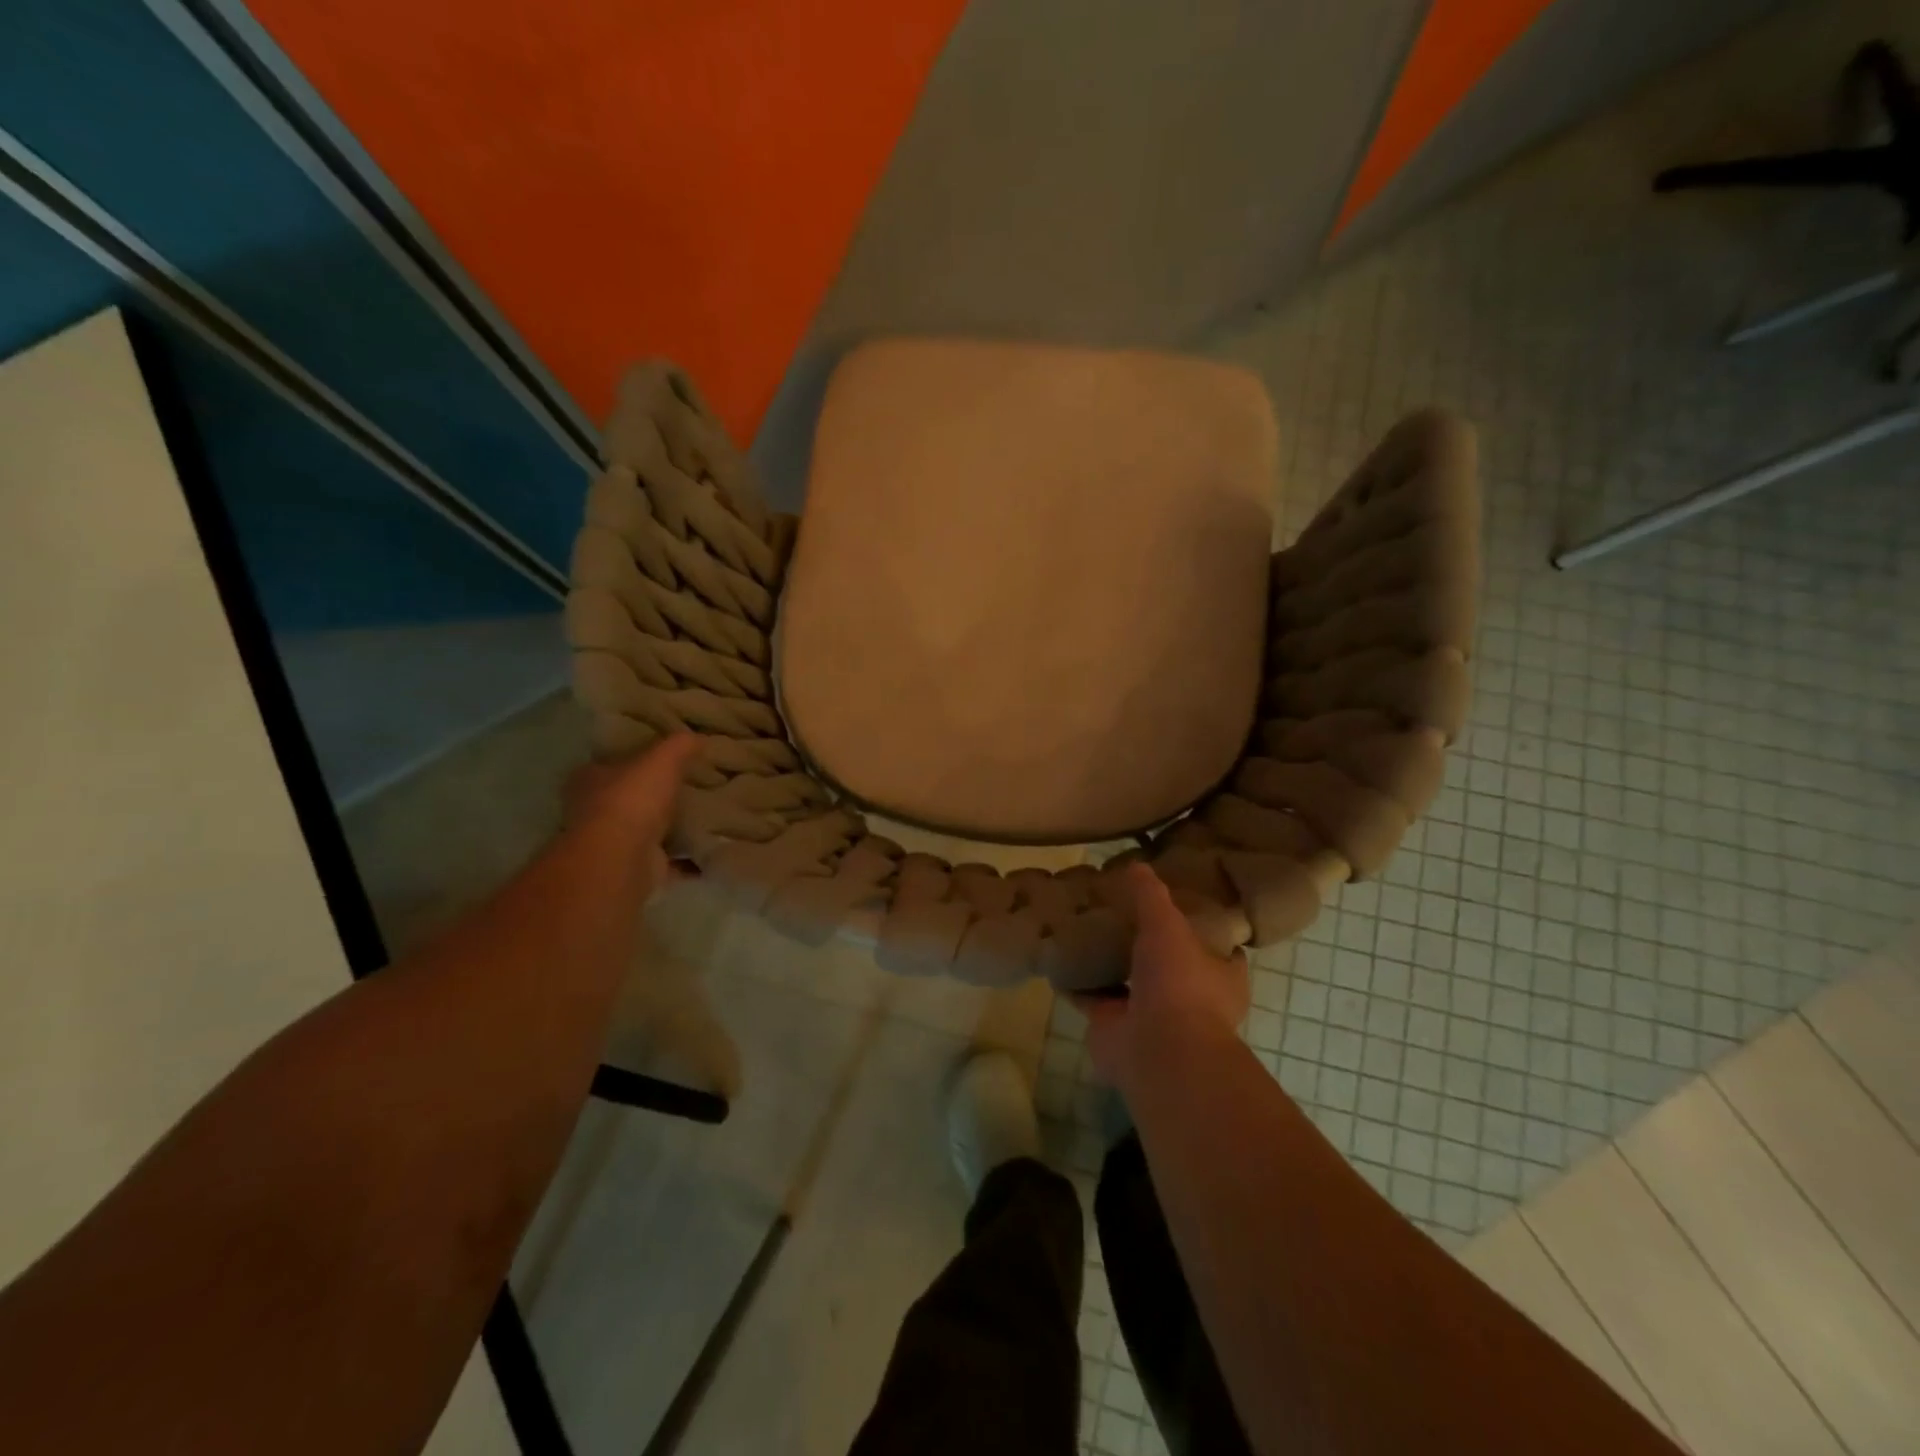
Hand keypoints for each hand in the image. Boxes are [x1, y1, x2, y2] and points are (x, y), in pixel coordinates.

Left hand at [562, 734, 697, 897]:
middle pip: (627, 798)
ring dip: (670, 827)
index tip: (664, 758)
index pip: (610, 763)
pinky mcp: (635, 869)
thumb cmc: (633, 799)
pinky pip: (668, 860)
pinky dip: (688, 858)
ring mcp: (613, 843)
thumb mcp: (662, 758)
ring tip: (706, 816)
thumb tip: (699, 737)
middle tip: (690, 784)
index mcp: (590, 779)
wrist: (622, 858)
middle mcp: (594, 811)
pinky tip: (711, 848)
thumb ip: (680, 745)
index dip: (634, 759)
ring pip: (646, 830)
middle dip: (654, 795)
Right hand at [1074, 864, 1251, 1093]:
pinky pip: (1093, 999)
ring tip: (1086, 930)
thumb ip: (1151, 895)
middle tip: (1120, 912)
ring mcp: (1151, 1016)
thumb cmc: (1179, 983)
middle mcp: (1189, 999)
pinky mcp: (1115, 1028)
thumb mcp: (1167, 924)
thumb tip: (1137, 865)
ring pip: (1128, 984)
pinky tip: (1059, 959)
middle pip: (1168, 965)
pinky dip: (1077, 985)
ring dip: (1110, 965)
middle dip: (1146, 946)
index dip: (1200, 927)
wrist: (1157, 1050)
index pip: (1218, 948)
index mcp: (1220, 977)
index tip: (1177, 904)